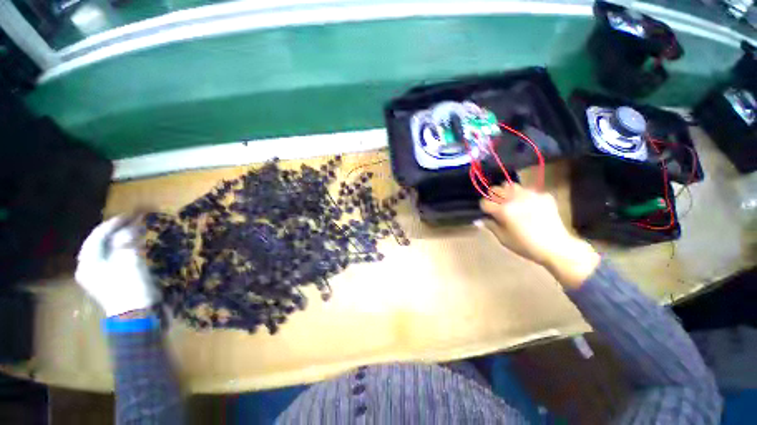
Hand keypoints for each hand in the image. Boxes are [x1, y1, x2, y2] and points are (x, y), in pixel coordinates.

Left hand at [75, 216, 159, 316]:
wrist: (137, 314)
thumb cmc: (130, 286)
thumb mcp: (129, 260)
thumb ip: (127, 241)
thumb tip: (131, 227)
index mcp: (88, 263)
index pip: (97, 237)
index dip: (113, 224)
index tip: (129, 215)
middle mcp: (89, 268)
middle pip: (100, 244)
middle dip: (116, 232)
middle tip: (132, 221)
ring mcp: (100, 276)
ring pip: (108, 251)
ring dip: (121, 240)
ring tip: (135, 231)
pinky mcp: (112, 281)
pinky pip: (115, 259)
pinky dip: (124, 250)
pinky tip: (134, 247)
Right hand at [478, 184, 599, 287]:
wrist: (556, 247)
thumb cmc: (526, 246)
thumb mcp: (503, 239)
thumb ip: (490, 226)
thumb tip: (478, 220)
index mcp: (503, 210)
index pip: (485, 202)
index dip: (485, 208)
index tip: (488, 213)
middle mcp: (514, 199)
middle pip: (495, 189)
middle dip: (493, 196)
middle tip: (498, 206)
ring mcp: (530, 195)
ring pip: (511, 185)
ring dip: (508, 193)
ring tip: (513, 202)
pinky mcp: (543, 195)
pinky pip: (529, 191)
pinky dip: (526, 197)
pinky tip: (530, 207)